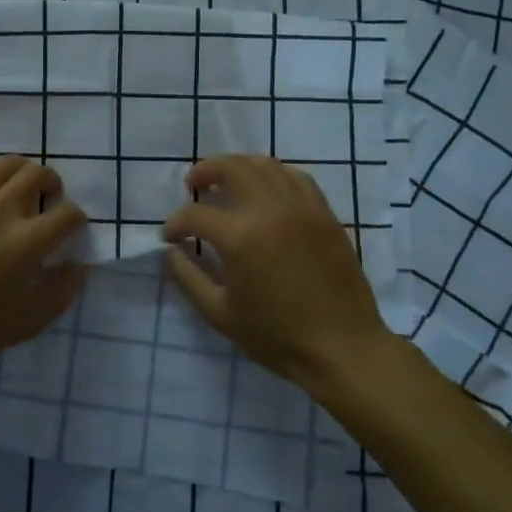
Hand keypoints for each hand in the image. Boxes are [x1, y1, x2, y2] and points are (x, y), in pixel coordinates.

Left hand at [0, 155, 87, 388]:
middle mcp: (1, 209)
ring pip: (6, 164)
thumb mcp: (28, 322)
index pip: (68, 214)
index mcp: (27, 241)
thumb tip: (77, 266)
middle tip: (49, 202)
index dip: (77, 220)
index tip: (71, 231)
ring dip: (23, 173)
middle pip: (38, 175)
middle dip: (53, 185)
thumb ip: (61, 291)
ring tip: (21, 190)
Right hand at [163, 154, 391, 392]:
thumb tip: (171, 252)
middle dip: (205, 171)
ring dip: (238, 166)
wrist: (342, 347)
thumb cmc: (277, 336)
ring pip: (265, 165)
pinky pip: (296, 177)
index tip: (169, 237)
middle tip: (193, 185)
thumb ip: (188, 277)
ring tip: (226, 181)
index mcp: (241, 236)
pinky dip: (273, 175)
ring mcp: (302, 207)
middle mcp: (270, 209)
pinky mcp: (324, 213)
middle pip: (232, 168)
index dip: (175, 224)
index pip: (196, 215)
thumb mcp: (220, 314)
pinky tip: (266, 190)